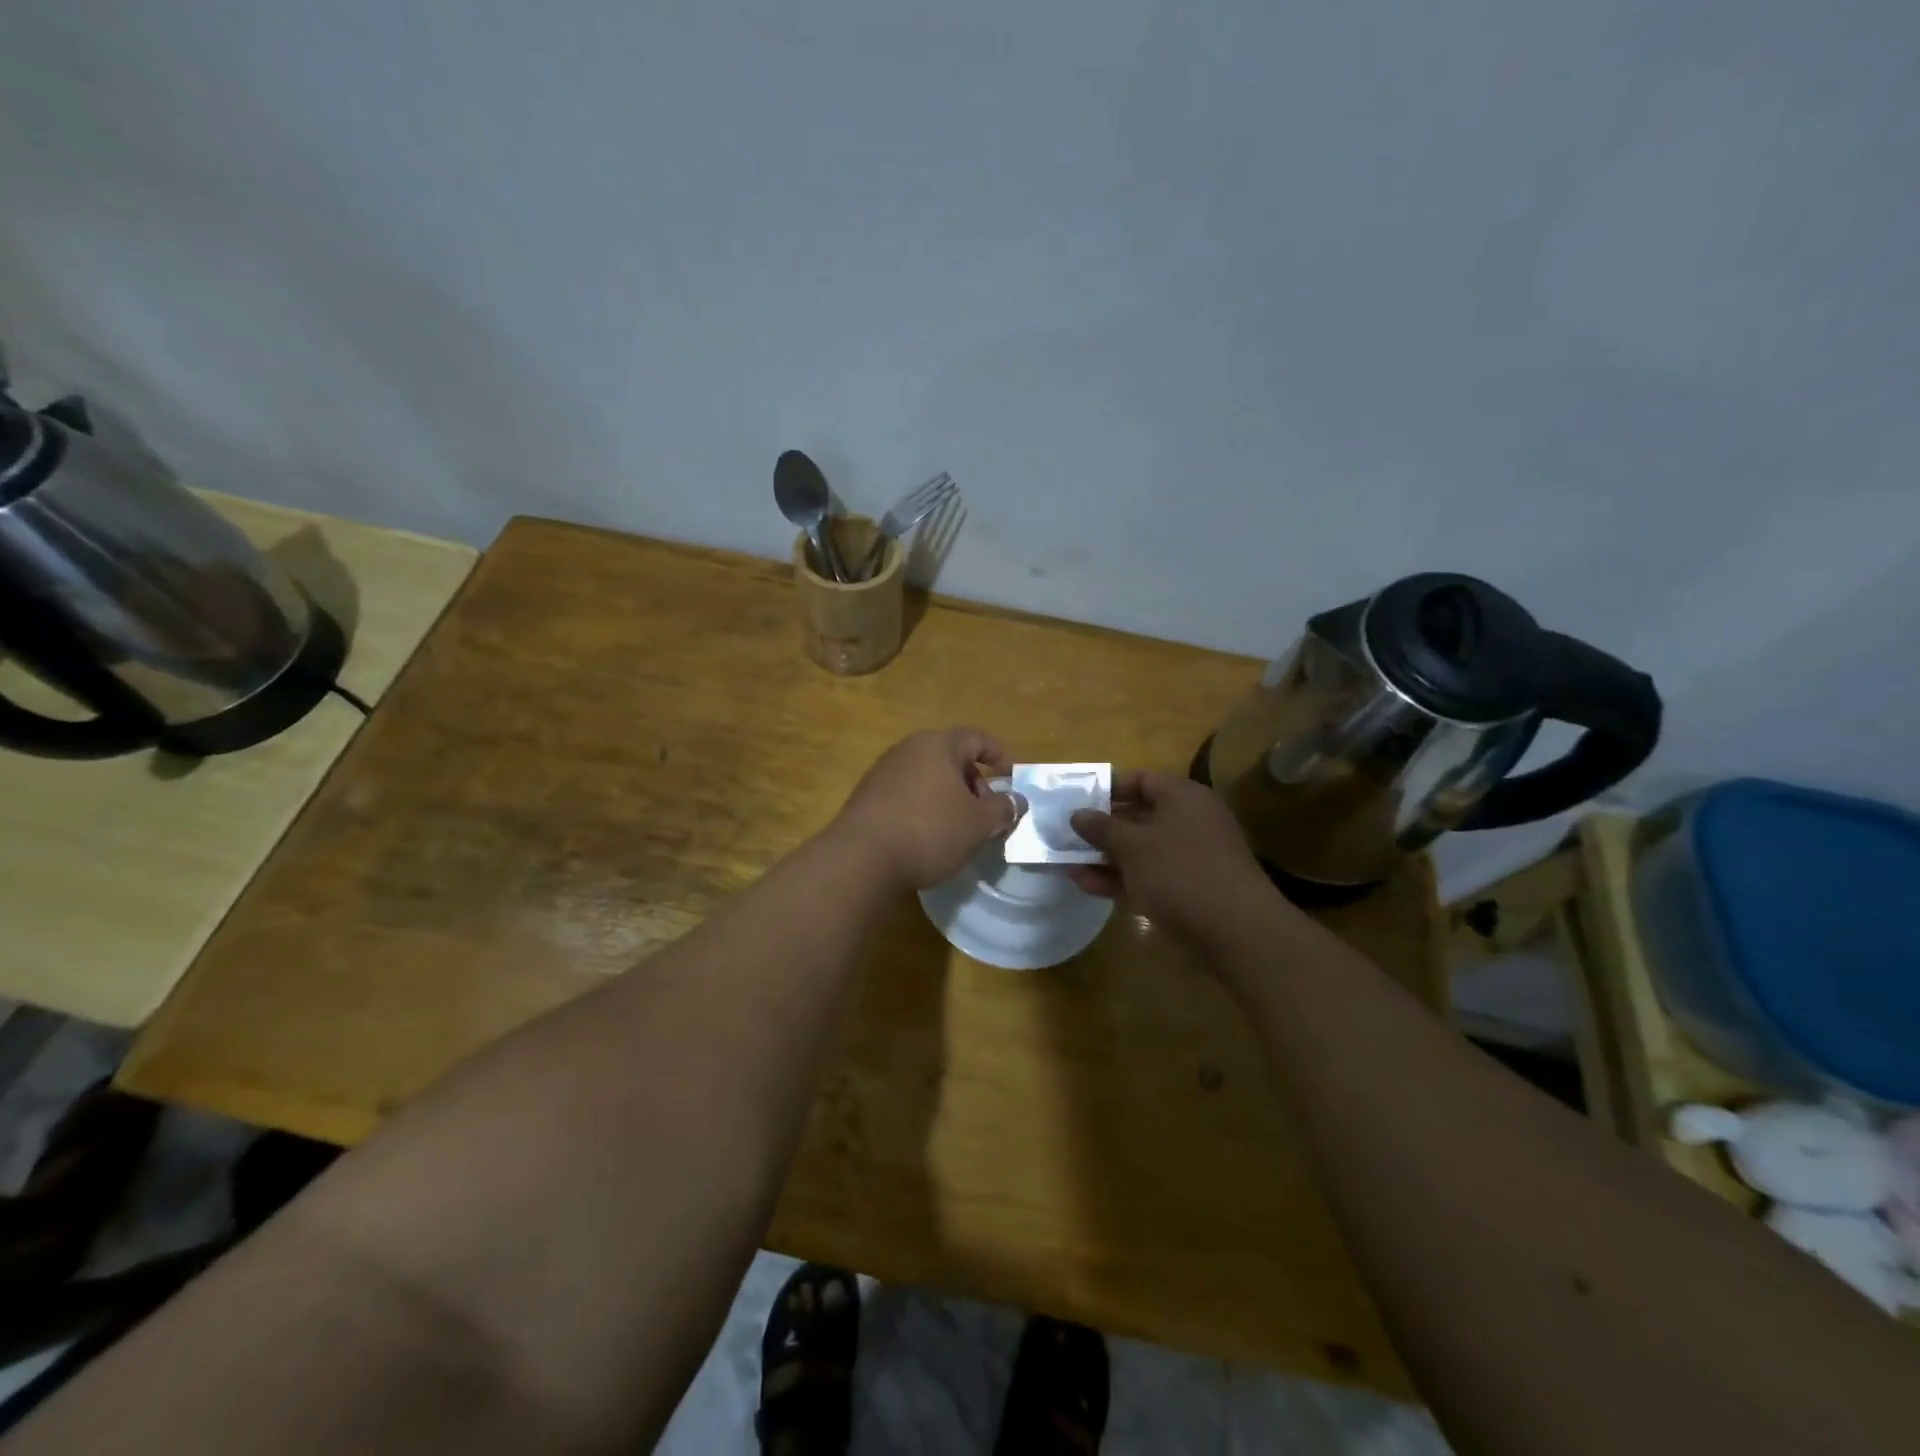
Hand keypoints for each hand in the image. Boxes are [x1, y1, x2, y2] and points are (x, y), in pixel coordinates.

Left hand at [832, 728, 1024, 889]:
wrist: (861, 859)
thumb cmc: (929, 830)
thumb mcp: (978, 823)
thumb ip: (1003, 809)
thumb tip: (1017, 800)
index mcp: (937, 745)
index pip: (976, 738)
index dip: (1000, 755)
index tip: (1013, 777)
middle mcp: (907, 750)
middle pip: (951, 758)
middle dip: (974, 783)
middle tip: (986, 814)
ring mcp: (882, 773)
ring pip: (928, 778)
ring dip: (950, 799)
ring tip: (960, 830)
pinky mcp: (867, 798)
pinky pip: (907, 795)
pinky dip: (925, 809)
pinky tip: (928, 838)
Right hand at [1067, 770, 1278, 940]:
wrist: (1235, 931)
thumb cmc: (1180, 872)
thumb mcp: (1133, 846)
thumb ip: (1102, 828)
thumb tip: (1078, 814)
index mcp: (1182, 797)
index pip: (1141, 780)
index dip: (1108, 788)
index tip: (1077, 801)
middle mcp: (1189, 821)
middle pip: (1138, 815)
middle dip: (1101, 828)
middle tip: (1066, 835)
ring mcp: (1190, 856)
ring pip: (1140, 849)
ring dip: (1105, 857)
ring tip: (1067, 865)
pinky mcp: (1189, 888)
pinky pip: (1149, 875)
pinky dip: (1121, 878)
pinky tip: (1087, 886)